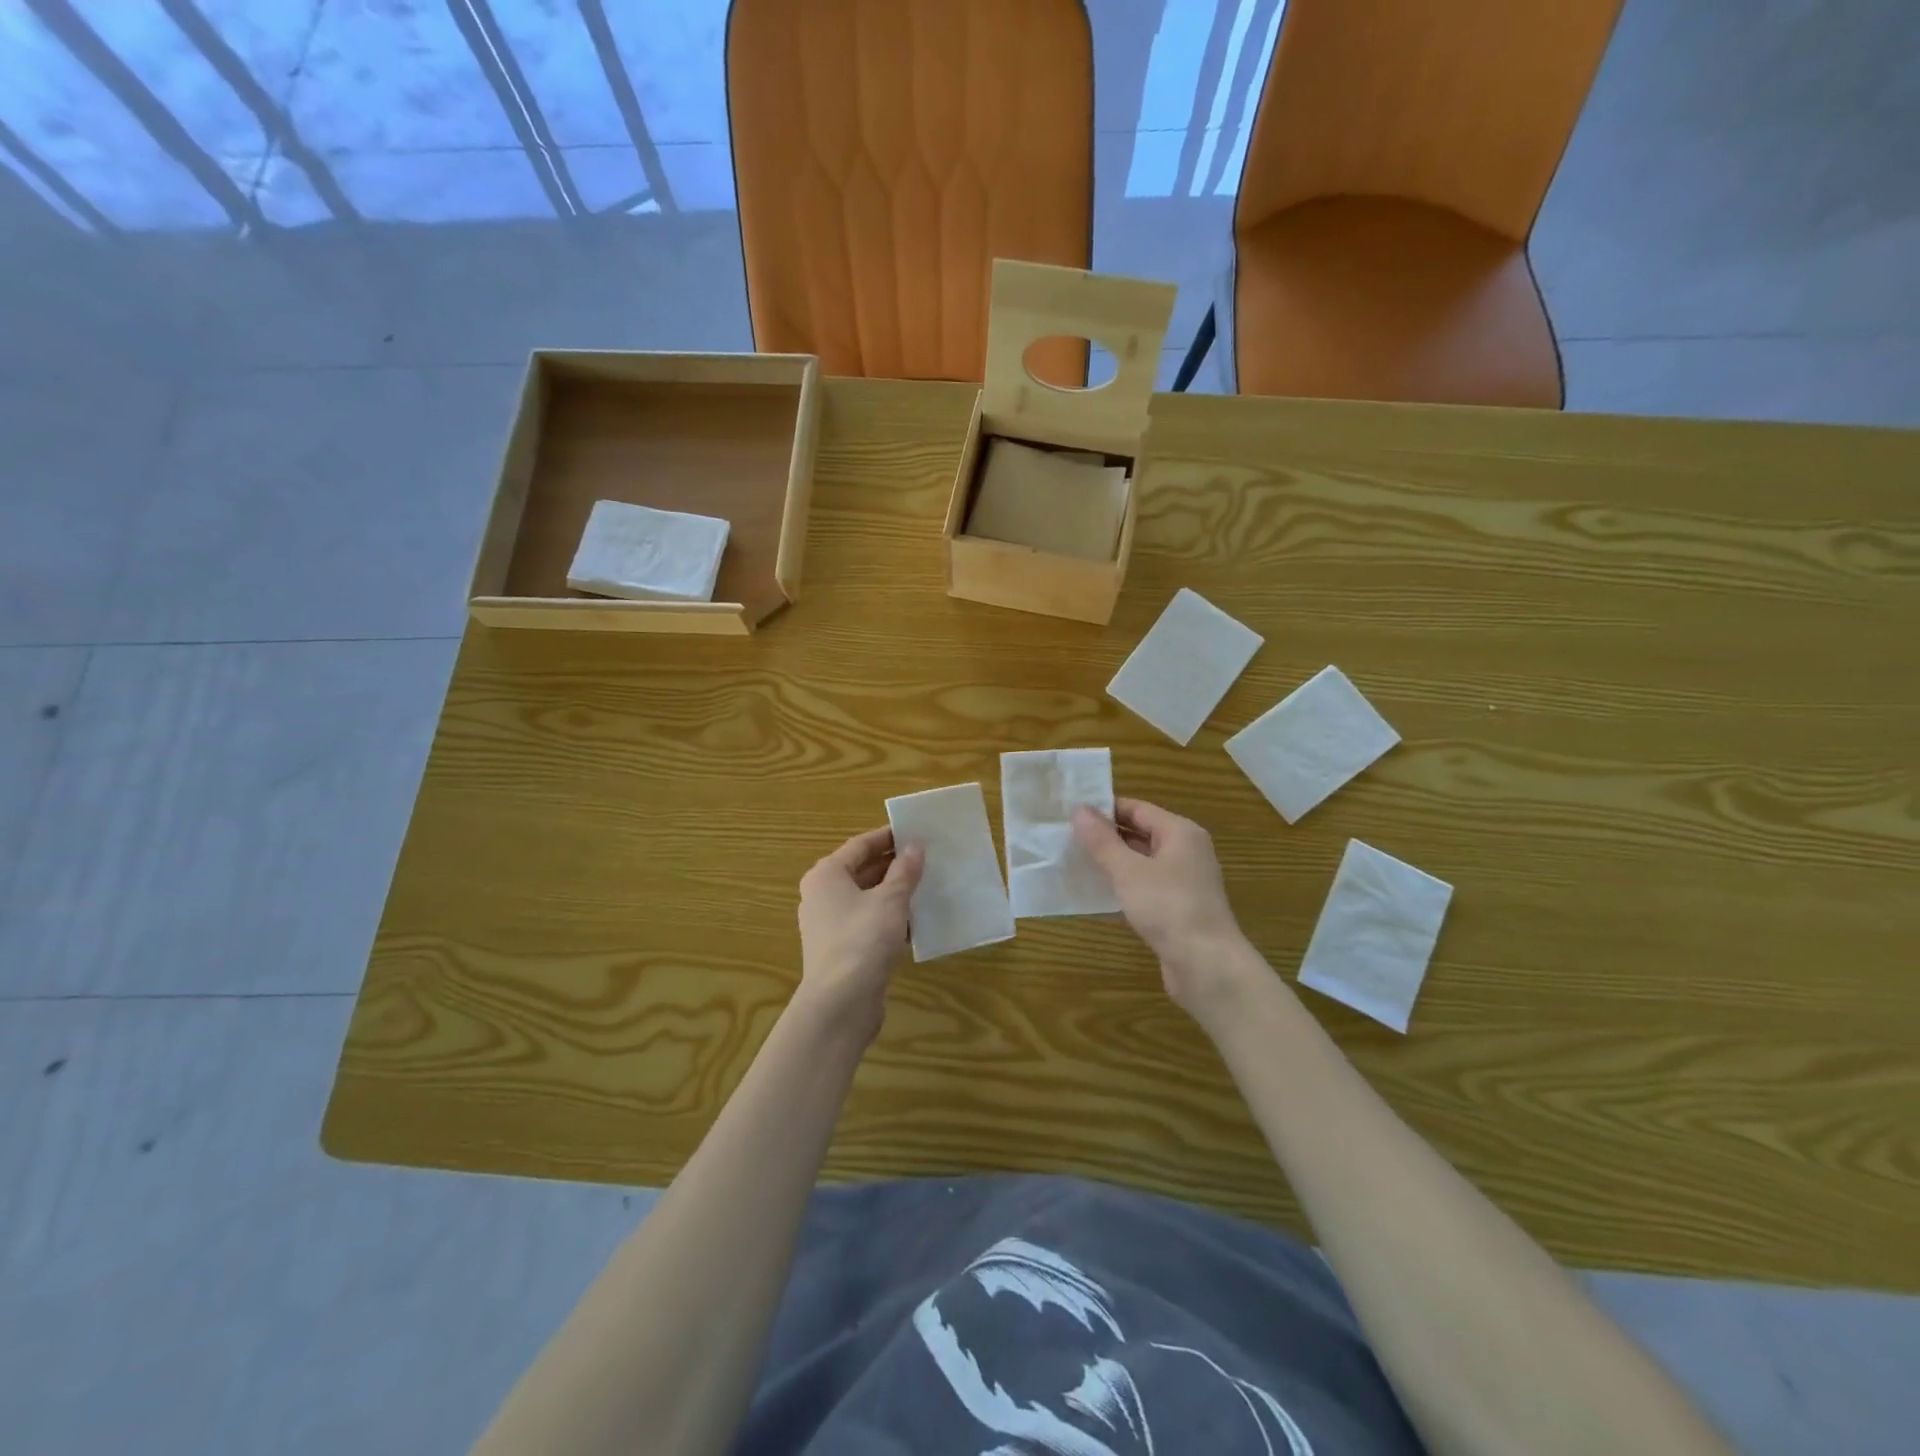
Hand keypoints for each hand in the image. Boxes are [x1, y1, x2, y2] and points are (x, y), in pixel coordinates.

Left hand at [795, 827, 924, 1037]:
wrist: (840, 1003)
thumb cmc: (863, 939)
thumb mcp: (891, 900)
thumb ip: (905, 871)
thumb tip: (915, 846)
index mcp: (826, 875)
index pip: (860, 845)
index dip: (888, 836)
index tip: (915, 832)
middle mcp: (821, 895)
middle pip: (861, 871)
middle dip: (893, 865)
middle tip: (926, 858)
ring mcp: (828, 924)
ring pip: (865, 898)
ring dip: (893, 893)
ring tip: (926, 887)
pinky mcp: (839, 949)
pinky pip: (866, 923)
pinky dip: (888, 918)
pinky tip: (915, 923)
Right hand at [1073, 798, 1259, 1014]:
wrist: (1207, 966)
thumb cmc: (1168, 908)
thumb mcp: (1128, 871)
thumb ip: (1102, 841)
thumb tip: (1079, 810)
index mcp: (1180, 832)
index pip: (1137, 808)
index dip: (1104, 809)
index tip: (1070, 814)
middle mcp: (1186, 851)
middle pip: (1141, 833)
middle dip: (1106, 836)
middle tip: (1067, 838)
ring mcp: (1185, 882)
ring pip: (1143, 862)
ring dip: (1113, 863)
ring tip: (1076, 863)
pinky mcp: (1179, 908)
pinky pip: (1147, 887)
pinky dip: (1125, 886)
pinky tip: (1099, 894)